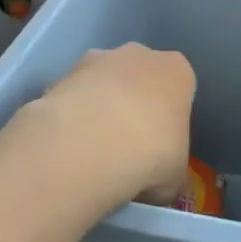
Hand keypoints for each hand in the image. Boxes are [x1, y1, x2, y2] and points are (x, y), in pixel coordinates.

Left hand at [0, 44, 194, 209]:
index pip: (178, 87)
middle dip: (133, 104)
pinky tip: (68, 146)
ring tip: (92, 151)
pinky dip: (72, 115)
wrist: (91, 144)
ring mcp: (98, 59)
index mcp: (177, 71)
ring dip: (99, 107)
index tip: (160, 145)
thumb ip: (172, 174)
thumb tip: (164, 187)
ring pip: (103, 82)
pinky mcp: (62, 73)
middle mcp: (139, 55)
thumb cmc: (151, 153)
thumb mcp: (175, 176)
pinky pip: (73, 95)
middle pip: (139, 78)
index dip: (169, 117)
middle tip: (127, 146)